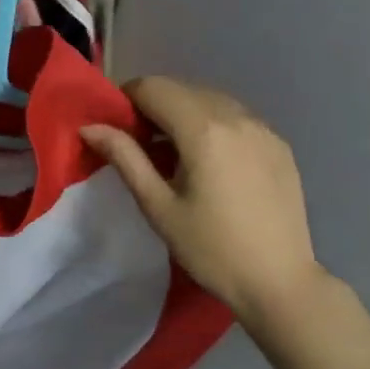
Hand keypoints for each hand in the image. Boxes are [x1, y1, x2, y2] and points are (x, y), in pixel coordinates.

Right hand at [81, 76, 323, 330]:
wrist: (279, 281)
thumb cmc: (210, 248)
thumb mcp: (158, 206)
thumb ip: (125, 158)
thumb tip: (90, 127)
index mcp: (203, 129)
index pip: (154, 87)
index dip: (126, 99)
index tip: (114, 126)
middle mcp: (236, 116)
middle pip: (182, 89)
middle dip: (153, 106)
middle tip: (137, 143)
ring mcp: (263, 128)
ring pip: (210, 100)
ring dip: (183, 113)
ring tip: (170, 153)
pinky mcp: (279, 144)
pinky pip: (236, 118)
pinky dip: (212, 125)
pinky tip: (207, 161)